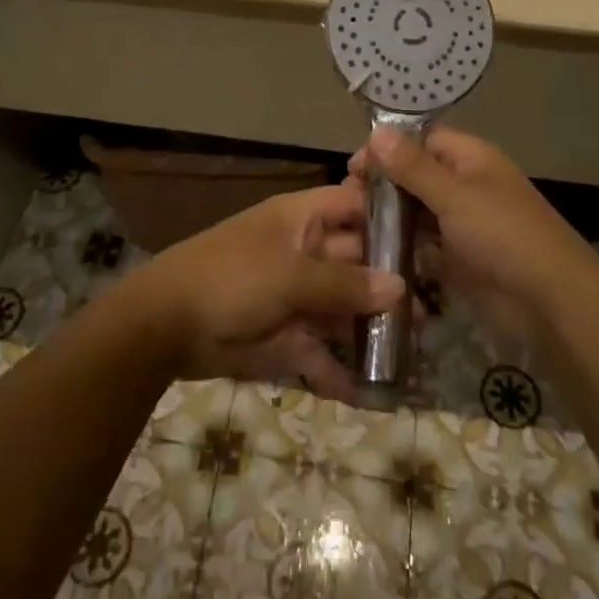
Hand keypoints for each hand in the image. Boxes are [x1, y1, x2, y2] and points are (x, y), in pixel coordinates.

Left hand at [127, 182, 404, 401]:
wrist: (165, 326)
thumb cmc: (231, 278)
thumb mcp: (290, 274)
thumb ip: (345, 283)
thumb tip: (400, 287)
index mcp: (302, 219)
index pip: (355, 205)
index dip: (388, 216)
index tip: (430, 237)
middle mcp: (304, 252)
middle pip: (357, 261)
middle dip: (390, 283)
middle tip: (433, 308)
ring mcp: (296, 296)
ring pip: (344, 308)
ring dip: (373, 328)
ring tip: (415, 348)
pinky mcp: (286, 336)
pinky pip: (321, 351)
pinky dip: (341, 370)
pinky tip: (372, 392)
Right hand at [351, 127, 590, 347]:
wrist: (550, 301)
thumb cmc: (503, 235)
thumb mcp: (454, 196)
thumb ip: (413, 166)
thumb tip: (378, 131)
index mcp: (471, 159)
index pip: (422, 140)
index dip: (388, 149)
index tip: (353, 168)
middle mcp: (466, 186)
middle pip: (416, 176)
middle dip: (384, 185)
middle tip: (347, 201)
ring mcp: (463, 224)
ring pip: (418, 212)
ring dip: (390, 218)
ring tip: (353, 229)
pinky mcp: (459, 259)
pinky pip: (424, 246)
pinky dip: (403, 248)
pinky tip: (374, 255)